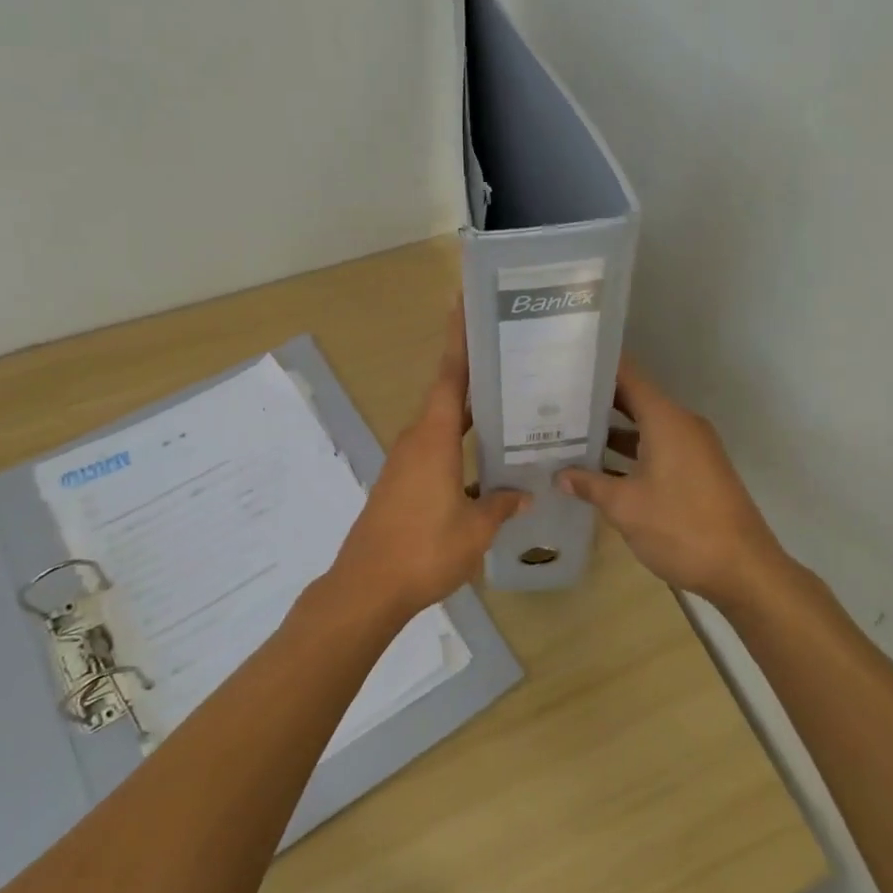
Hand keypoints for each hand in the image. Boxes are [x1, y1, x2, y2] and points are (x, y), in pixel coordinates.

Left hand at [325, 308, 528, 620]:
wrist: (368, 586)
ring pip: (442, 424)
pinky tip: (484, 460)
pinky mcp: (401, 483)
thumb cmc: (424, 549)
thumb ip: (501, 505)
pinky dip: (458, 442)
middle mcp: (417, 440)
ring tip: (506, 403)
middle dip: (474, 372)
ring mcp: (405, 462)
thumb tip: (524, 493)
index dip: (458, 340)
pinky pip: (435, 448)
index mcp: (434, 438)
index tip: (464, 305)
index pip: (450, 377)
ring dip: (469, 412)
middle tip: (509, 355)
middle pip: (447, 395)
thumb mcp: (475, 529)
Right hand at [556, 357, 803, 610]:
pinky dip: (629, 452)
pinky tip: (598, 468)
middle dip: (595, 401)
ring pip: (644, 427)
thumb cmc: (681, 528)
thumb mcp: (625, 506)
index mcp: (666, 420)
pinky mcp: (696, 471)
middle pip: (634, 399)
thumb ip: (589, 484)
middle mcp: (681, 425)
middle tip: (554, 401)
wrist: (744, 571)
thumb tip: (560, 475)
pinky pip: (656, 447)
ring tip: (566, 433)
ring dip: (610, 432)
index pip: (628, 375)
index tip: (564, 363)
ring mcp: (692, 449)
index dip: (596, 366)